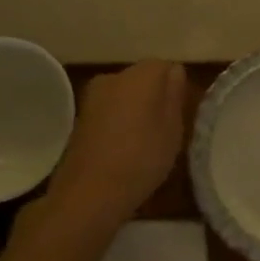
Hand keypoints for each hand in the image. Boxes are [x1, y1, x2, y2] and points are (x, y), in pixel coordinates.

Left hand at [46, 60, 188, 231]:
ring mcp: (92, 96)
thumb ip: (174, 94)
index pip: (165, 66)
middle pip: (142, 79)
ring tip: (144, 143)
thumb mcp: (173, 129)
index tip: (180, 113)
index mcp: (140, 74)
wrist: (88, 194)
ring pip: (123, 95)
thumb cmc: (141, 158)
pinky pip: (108, 111)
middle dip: (153, 97)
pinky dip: (117, 123)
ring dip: (134, 111)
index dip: (174, 88)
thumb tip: (175, 71)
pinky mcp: (79, 118)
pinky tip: (122, 149)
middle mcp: (113, 76)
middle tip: (165, 129)